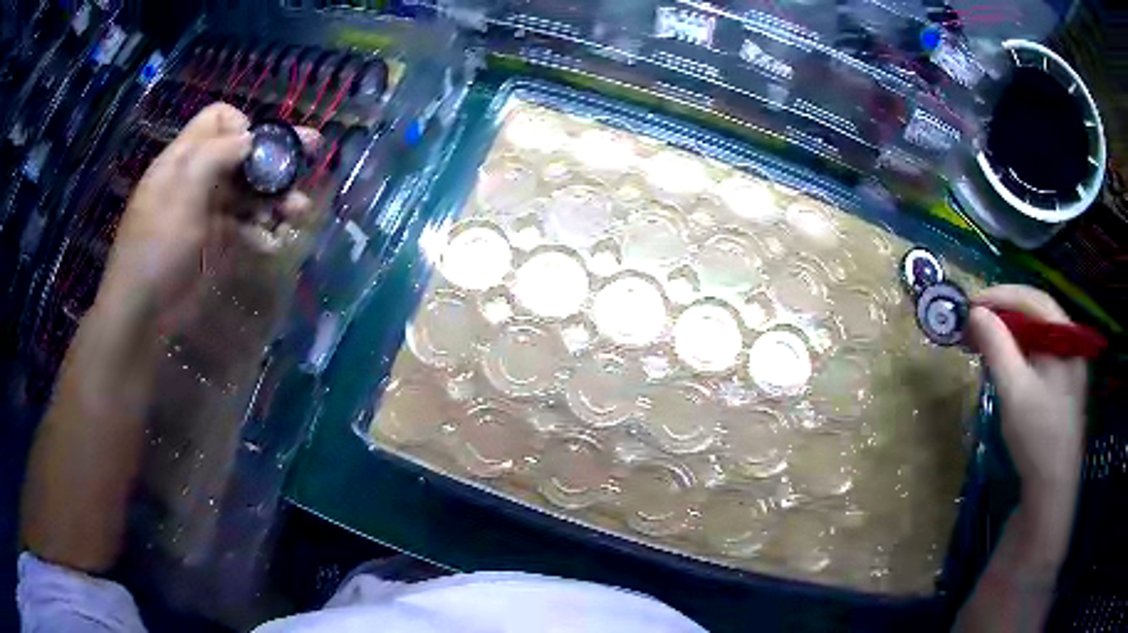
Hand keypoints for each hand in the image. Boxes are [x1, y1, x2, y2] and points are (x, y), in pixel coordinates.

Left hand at [100, 103, 317, 327]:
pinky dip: (260, 231)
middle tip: (311, 156)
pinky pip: (244, 226)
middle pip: (241, 153)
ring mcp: (206, 210)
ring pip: (247, 190)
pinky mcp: (214, 240)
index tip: (259, 151)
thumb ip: (216, 156)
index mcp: (185, 157)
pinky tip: (272, 243)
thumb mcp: (182, 192)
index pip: (219, 119)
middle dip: (273, 158)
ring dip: (274, 197)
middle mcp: (197, 176)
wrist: (142, 311)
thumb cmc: (157, 247)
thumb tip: (252, 138)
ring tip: (298, 212)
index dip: (244, 126)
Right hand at [967, 285, 1087, 502]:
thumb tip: (974, 312)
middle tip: (974, 322)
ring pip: (1037, 335)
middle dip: (1003, 313)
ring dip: (1010, 332)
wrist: (1051, 490)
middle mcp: (1070, 343)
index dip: (1000, 295)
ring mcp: (1069, 365)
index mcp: (1066, 337)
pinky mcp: (1062, 386)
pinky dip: (1019, 352)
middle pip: (1036, 314)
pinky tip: (1005, 363)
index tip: (970, 303)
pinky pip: (1039, 354)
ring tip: (985, 340)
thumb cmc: (1037, 437)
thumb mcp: (1014, 390)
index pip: (1032, 299)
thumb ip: (996, 346)